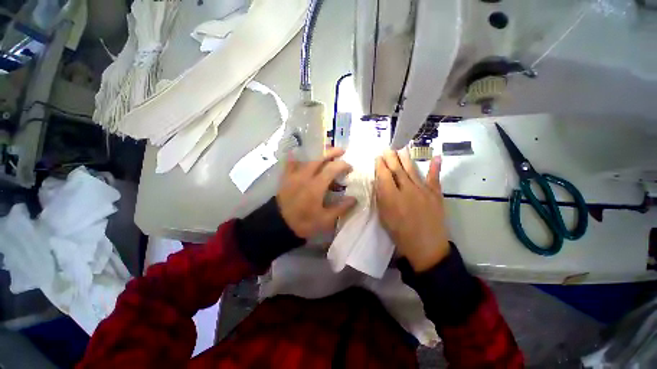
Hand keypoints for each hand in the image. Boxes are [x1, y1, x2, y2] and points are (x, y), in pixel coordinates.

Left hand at [277, 148, 356, 238]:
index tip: (350, 168)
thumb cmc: (304, 223)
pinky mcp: (286, 177)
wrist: (279, 225)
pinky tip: (301, 154)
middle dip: (332, 152)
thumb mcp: (325, 219)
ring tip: (326, 154)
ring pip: (307, 158)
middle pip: (319, 158)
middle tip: (341, 151)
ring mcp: (294, 175)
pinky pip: (291, 162)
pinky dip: (297, 157)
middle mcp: (305, 176)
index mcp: (316, 186)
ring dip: (318, 154)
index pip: (332, 168)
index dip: (343, 165)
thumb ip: (340, 208)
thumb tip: (354, 199)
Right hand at [375, 150, 449, 271]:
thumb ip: (381, 198)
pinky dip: (435, 167)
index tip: (377, 157)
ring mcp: (423, 191)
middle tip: (387, 148)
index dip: (380, 165)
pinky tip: (436, 157)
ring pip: (412, 170)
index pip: (384, 175)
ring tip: (401, 148)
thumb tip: (379, 183)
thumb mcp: (384, 217)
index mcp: (392, 197)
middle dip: (391, 158)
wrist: (426, 247)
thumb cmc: (400, 234)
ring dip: (406, 158)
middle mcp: (407, 190)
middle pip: (397, 170)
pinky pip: (435, 178)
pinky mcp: (436, 194)